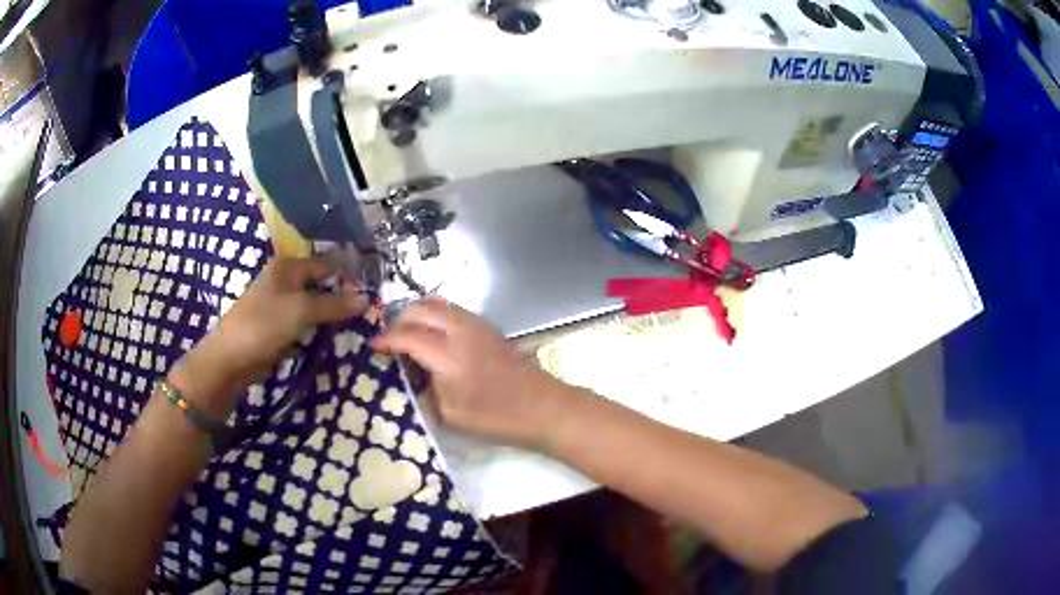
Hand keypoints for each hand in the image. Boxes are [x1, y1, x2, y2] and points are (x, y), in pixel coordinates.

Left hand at [169, 257, 368, 416]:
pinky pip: (303, 321)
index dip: (347, 277)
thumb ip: (334, 304)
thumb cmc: (264, 325)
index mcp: (287, 267)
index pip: (326, 264)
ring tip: (354, 324)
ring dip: (329, 314)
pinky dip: (316, 327)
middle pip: (319, 283)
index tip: (371, 292)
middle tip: (366, 310)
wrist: (232, 358)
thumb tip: (367, 298)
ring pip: (312, 304)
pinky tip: (330, 336)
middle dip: (340, 296)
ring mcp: (278, 302)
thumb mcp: (302, 311)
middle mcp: (283, 279)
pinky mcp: (276, 324)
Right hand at [371, 297, 568, 445]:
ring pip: (439, 303)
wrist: (542, 406)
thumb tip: (416, 372)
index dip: (387, 339)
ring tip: (409, 334)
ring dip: (419, 313)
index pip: (408, 335)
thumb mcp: (451, 414)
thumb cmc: (496, 417)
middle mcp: (460, 330)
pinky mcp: (488, 326)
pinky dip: (436, 315)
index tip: (373, 345)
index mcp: (448, 354)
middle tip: (391, 339)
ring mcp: (477, 324)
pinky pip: (453, 310)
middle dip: (400, 319)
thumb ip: (427, 389)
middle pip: (421, 308)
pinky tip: (434, 335)